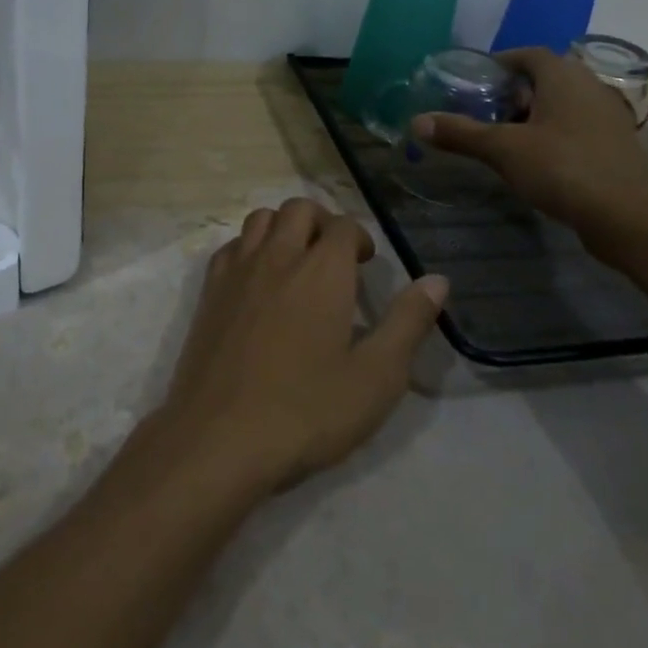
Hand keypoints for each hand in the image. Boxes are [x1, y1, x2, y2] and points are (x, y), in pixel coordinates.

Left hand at [160, 199, 448, 489]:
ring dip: (284, 227)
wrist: (219, 438)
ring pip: (261, 219)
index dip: (359, 238)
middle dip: (322, 222)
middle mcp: (278, 256)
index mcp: (322, 271)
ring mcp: (238, 271)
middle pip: (300, 208)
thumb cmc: (306, 411)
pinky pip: (231, 246)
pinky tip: (258, 281)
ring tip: (296, 262)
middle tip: (334, 258)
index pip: (343, 225)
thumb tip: (437, 280)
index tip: (365, 266)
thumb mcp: (376, 377)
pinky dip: (249, 247)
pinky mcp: (209, 292)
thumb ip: (408, 323)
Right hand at [412, 48, 647, 244]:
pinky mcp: (615, 146)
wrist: (632, 217)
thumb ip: (461, 133)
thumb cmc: (564, 168)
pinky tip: (534, 161)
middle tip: (482, 110)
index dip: (499, 62)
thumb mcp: (503, 149)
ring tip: (502, 137)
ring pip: (561, 106)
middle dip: (512, 92)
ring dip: (532, 116)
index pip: (527, 53)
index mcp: (563, 76)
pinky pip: (575, 129)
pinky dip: (552, 136)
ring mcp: (606, 117)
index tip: (474, 80)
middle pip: (544, 78)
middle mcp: (588, 87)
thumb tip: (416, 121)